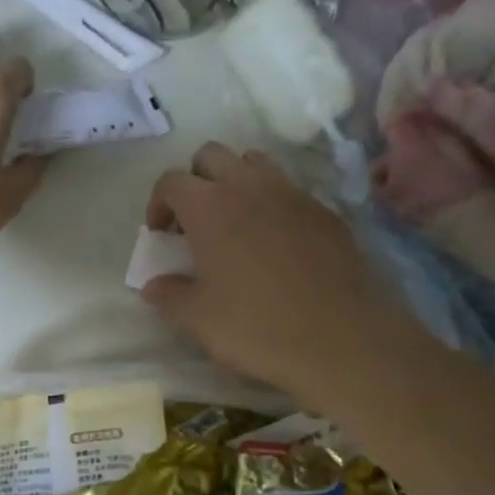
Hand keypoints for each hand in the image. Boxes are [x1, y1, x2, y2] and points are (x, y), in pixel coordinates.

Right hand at [142, 143, 399, 410]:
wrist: (341, 339)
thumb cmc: (256, 327)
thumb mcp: (198, 319)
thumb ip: (169, 295)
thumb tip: (153, 285)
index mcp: (209, 207)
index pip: (170, 181)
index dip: (158, 203)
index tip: (161, 235)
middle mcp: (249, 187)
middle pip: (212, 156)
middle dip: (196, 180)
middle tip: (194, 222)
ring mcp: (293, 195)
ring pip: (255, 164)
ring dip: (236, 183)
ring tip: (235, 224)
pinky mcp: (326, 212)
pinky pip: (290, 191)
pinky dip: (273, 204)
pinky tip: (275, 245)